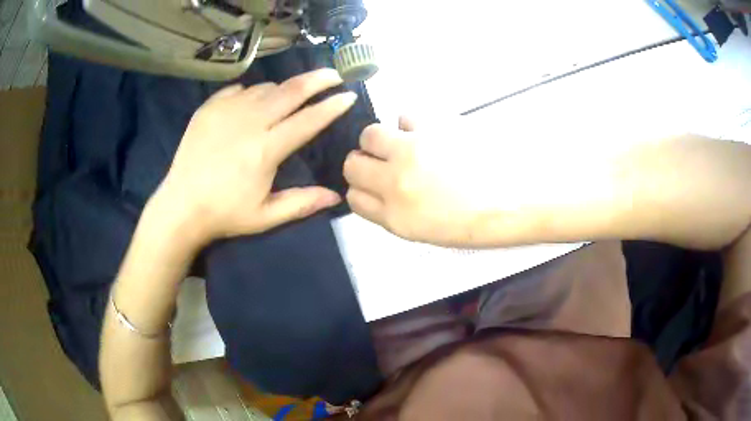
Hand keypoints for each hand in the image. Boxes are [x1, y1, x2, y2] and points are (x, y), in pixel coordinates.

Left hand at [152, 69, 357, 245]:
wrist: (180, 206)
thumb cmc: (225, 213)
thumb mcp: (266, 216)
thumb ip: (302, 203)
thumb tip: (337, 196)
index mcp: (266, 150)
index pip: (308, 120)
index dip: (332, 106)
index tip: (349, 95)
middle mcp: (249, 123)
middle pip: (290, 91)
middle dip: (317, 80)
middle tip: (334, 74)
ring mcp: (227, 111)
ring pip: (265, 88)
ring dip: (283, 90)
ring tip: (290, 97)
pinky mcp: (209, 108)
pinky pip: (239, 89)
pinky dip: (252, 92)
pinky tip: (252, 102)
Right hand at [343, 117, 512, 246]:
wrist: (515, 202)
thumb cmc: (475, 223)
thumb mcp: (425, 231)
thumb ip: (394, 211)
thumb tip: (380, 188)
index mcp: (396, 217)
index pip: (354, 197)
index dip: (360, 188)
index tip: (371, 184)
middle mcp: (395, 183)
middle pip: (353, 164)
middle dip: (363, 162)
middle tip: (382, 161)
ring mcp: (413, 153)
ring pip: (370, 135)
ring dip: (380, 139)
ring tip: (401, 143)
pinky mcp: (433, 128)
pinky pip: (405, 116)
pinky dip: (411, 124)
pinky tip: (427, 133)